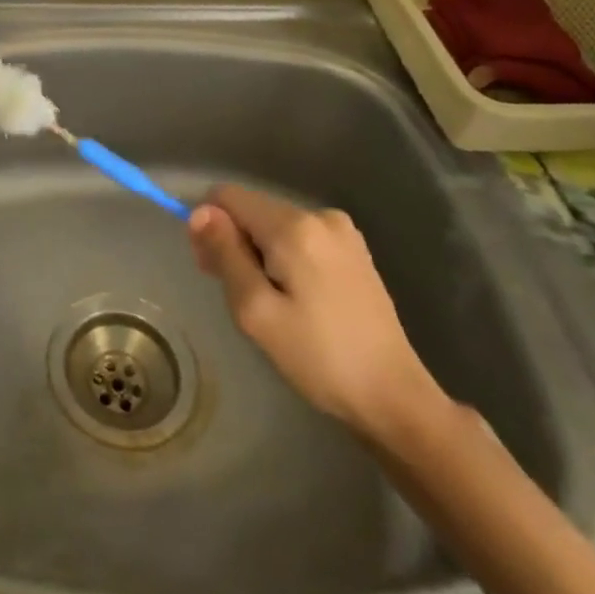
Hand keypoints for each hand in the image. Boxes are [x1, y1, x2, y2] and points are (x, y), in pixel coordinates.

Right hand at [189, 184, 443, 443]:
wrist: (394, 397)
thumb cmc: (318, 357)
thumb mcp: (255, 310)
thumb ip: (224, 253)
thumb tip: (199, 211)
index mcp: (294, 226)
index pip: (227, 196)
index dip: (209, 226)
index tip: (213, 270)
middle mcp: (319, 215)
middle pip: (252, 210)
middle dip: (235, 243)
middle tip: (241, 297)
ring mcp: (342, 232)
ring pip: (274, 225)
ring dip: (260, 254)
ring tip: (273, 304)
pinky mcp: (354, 250)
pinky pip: (299, 238)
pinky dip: (285, 259)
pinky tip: (297, 299)